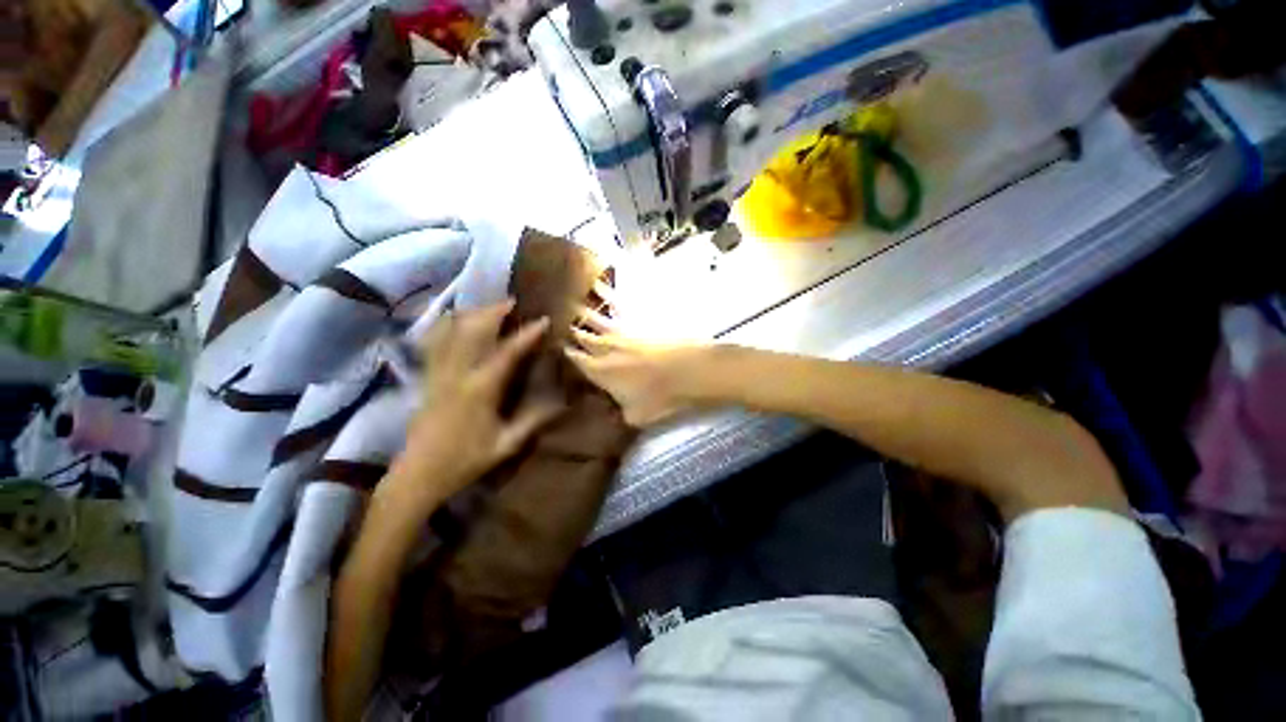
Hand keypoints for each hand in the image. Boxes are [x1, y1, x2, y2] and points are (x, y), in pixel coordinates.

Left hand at [384, 301, 564, 513]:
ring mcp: (437, 373)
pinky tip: (455, 321)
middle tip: (513, 302)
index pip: (506, 353)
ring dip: (471, 315)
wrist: (419, 474)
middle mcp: (456, 374)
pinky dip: (446, 326)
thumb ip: (533, 420)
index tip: (544, 319)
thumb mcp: (507, 444)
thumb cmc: (466, 461)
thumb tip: (562, 402)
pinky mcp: (427, 377)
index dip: (527, 334)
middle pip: (472, 331)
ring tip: (489, 308)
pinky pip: (434, 342)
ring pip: (450, 331)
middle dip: (493, 312)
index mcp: (480, 390)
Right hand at [565, 306, 712, 426]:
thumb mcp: (637, 416)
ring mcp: (622, 331)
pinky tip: (599, 283)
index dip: (563, 353)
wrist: (690, 370)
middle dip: (568, 329)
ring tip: (566, 299)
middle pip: (581, 335)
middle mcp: (605, 347)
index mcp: (600, 371)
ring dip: (579, 309)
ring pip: (594, 317)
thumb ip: (621, 411)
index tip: (552, 346)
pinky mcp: (639, 320)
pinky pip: (618, 302)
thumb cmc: (661, 396)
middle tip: (552, 319)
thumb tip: (617, 408)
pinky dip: (607, 292)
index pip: (574, 360)